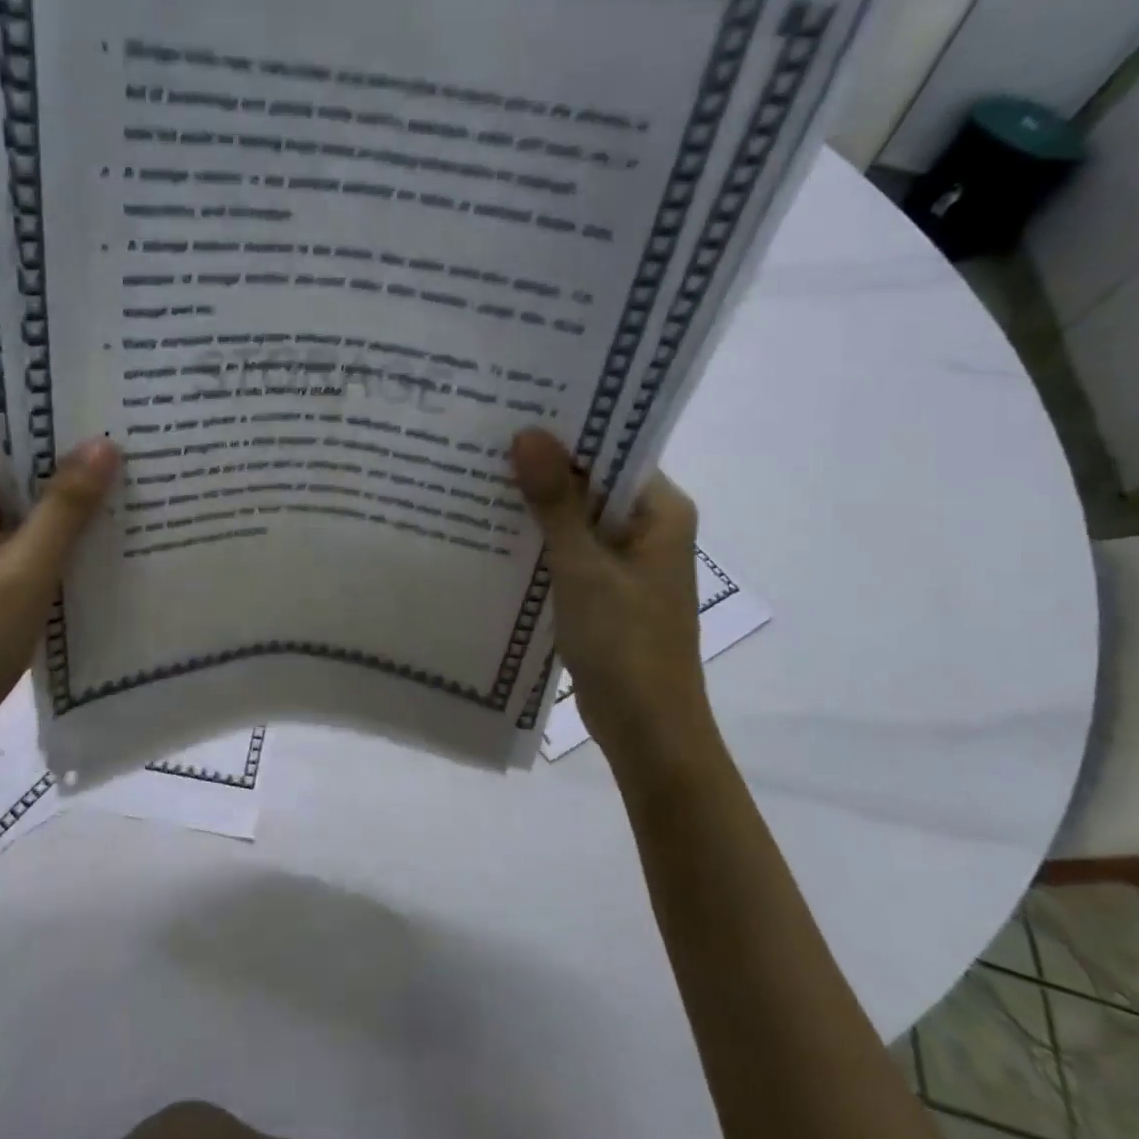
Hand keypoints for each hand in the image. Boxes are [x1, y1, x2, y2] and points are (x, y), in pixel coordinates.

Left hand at [0, 390, 118, 773]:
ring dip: (65, 469)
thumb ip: (65, 507)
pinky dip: (59, 511)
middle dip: (62, 422)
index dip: (33, 375)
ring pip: (18, 483)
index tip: (93, 360)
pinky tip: (109, 512)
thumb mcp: (22, 573)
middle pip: (5, 439)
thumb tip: (105, 443)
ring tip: (133, 449)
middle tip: (131, 404)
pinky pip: (22, 521)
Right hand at [510, 429, 716, 764]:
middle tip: (484, 439)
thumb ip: (556, 502)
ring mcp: (626, 561)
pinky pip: (569, 551)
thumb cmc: (625, 643)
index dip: (567, 430)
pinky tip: (492, 531)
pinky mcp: (604, 590)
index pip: (613, 451)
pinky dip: (539, 542)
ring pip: (576, 518)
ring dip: (536, 506)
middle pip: (591, 483)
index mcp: (661, 511)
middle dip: (543, 467)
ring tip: (477, 476)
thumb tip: (528, 433)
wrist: (647, 729)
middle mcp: (648, 527)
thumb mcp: (584, 567)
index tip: (515, 410)